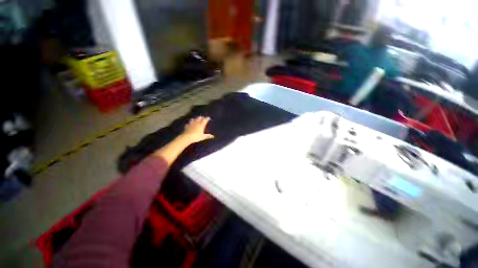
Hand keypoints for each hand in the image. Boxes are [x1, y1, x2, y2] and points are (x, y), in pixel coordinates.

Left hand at [181, 116, 214, 143]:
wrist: (187, 137)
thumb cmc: (196, 137)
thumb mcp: (203, 137)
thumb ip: (208, 136)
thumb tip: (213, 136)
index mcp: (201, 125)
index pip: (205, 120)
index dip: (207, 118)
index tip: (209, 117)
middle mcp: (196, 123)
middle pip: (199, 118)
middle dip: (201, 117)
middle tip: (203, 117)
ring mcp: (191, 124)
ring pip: (193, 119)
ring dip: (195, 118)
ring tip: (196, 118)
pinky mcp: (187, 126)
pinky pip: (188, 123)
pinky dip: (190, 122)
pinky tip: (189, 123)